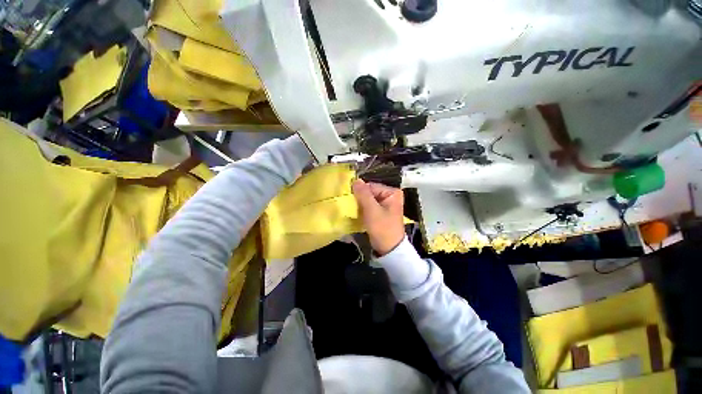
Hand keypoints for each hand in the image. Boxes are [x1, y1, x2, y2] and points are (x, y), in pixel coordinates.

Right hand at [352, 179, 404, 255]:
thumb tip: (355, 180)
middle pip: (370, 193)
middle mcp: (390, 196)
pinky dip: (363, 210)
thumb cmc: (382, 227)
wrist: (389, 249)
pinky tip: (358, 215)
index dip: (360, 192)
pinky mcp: (381, 212)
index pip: (371, 186)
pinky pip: (369, 207)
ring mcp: (386, 205)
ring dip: (360, 205)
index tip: (351, 200)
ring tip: (354, 212)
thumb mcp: (372, 210)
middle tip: (352, 207)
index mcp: (392, 192)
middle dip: (360, 200)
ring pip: (368, 200)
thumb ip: (363, 194)